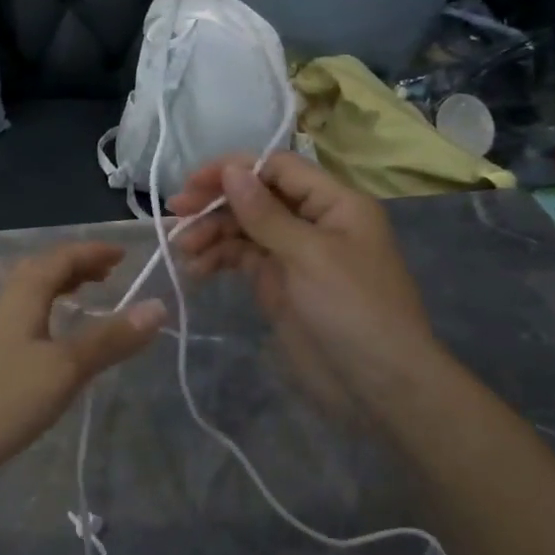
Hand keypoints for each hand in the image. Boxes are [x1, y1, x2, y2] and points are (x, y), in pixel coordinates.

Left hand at [0, 243, 166, 491]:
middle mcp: (6, 303)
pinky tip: (57, 339)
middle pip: (43, 269)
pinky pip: (26, 315)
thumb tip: (159, 306)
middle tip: (110, 273)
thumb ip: (111, 338)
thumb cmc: (6, 398)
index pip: (61, 257)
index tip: (125, 254)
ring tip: (89, 296)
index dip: (93, 252)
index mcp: (23, 294)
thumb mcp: (66, 368)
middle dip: (78, 265)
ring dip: (62, 286)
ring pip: (32, 293)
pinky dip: (50, 311)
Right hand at [168, 152, 445, 416]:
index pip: (277, 168)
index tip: (193, 184)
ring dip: (211, 233)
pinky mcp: (278, 283)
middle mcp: (313, 221)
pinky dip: (218, 259)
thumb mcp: (309, 255)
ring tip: (182, 250)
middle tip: (174, 214)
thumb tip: (232, 169)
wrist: (379, 386)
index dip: (234, 169)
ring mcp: (294, 253)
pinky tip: (195, 269)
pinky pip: (242, 258)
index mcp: (334, 203)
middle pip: (256, 196)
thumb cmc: (354, 309)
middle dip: (215, 203)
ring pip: (244, 228)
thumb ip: (265, 213)